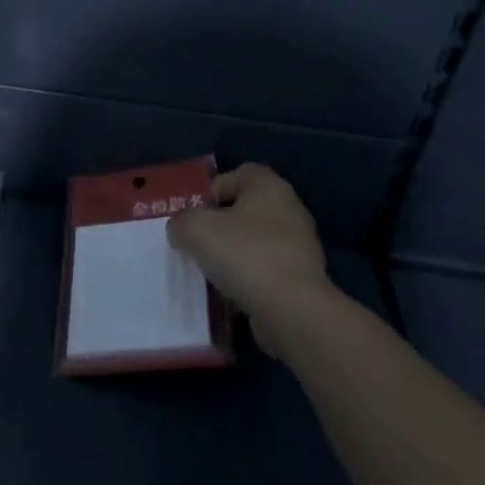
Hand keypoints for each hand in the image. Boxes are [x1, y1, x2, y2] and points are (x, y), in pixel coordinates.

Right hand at [168, 163, 333, 348]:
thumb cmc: (245, 254)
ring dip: (234, 255)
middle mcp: (290, 209)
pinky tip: (232, 295)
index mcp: (269, 186)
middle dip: (220, 226)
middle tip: (197, 244)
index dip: (212, 191)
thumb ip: (181, 222)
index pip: (237, 174)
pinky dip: (249, 280)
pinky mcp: (303, 279)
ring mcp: (300, 246)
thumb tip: (181, 229)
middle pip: (245, 210)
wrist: (292, 310)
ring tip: (211, 273)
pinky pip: (266, 271)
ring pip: (255, 243)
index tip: (194, 215)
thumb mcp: (195, 229)